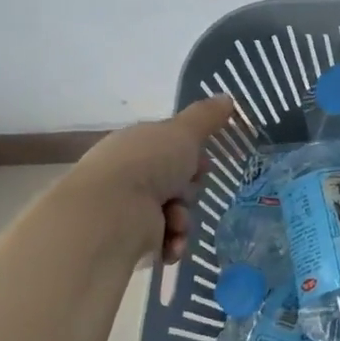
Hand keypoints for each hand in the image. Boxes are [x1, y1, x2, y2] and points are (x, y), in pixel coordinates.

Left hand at [65, 97, 238, 263]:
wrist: (111, 213)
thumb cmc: (147, 164)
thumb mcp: (183, 132)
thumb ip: (206, 117)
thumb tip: (227, 97)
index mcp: (137, 145)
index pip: (171, 149)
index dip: (191, 157)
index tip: (202, 164)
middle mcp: (129, 175)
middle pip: (177, 183)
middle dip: (189, 191)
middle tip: (186, 191)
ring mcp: (127, 208)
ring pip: (175, 214)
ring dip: (183, 220)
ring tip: (175, 223)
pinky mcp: (129, 240)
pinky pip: (165, 241)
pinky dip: (173, 243)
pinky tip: (170, 243)